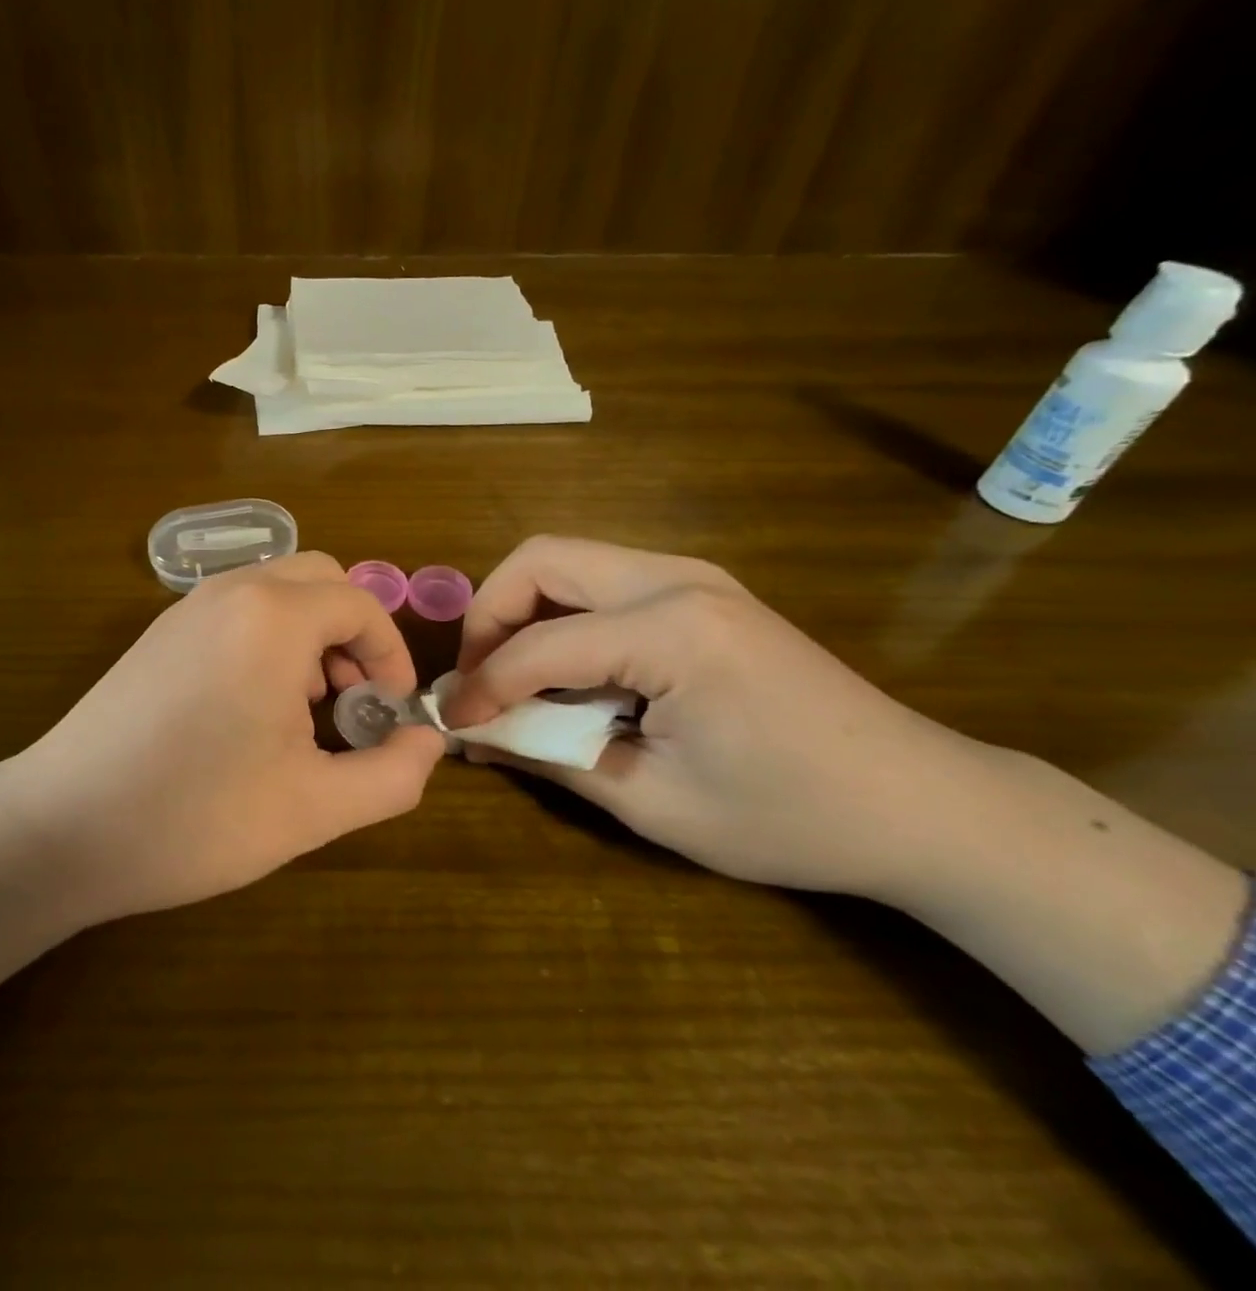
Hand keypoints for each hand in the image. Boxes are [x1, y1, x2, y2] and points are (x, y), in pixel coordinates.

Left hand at [14, 551, 445, 918]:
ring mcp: (187, 608)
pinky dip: (268, 639)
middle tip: (353, 702)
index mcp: (272, 618)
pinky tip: (253, 708)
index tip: (391, 713)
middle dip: (353, 635)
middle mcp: (230, 593)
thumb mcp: (314, 809)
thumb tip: (429, 742)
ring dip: (311, 636)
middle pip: (320, 580)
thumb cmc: (195, 817)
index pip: (360, 605)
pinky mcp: (159, 633)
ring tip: (308, 709)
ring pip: (276, 591)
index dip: (391, 655)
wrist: (62, 828)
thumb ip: (392, 775)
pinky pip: (237, 611)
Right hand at [443, 535, 1247, 1052]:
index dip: (483, 684)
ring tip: (513, 675)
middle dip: (489, 614)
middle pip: (540, 558)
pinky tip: (568, 670)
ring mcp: (694, 575)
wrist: (922, 802)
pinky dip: (562, 614)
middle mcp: (677, 578)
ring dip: (523, 609)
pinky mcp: (702, 590)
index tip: (453, 723)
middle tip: (479, 678)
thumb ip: (551, 756)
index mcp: (673, 631)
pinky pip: (601, 580)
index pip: (540, 644)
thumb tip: (473, 734)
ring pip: (567, 560)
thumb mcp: (654, 802)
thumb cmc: (792, 817)